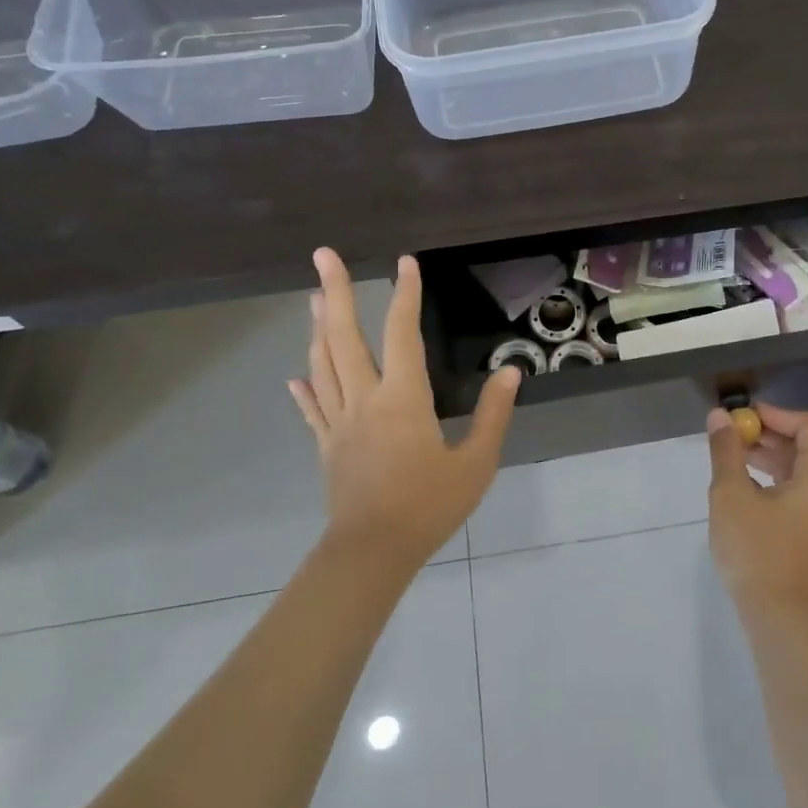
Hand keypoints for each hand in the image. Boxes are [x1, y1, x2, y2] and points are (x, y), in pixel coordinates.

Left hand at [289, 248, 520, 567]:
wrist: (373, 553)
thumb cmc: (429, 506)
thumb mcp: (476, 463)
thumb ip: (494, 414)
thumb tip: (510, 371)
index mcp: (402, 398)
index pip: (402, 333)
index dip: (405, 294)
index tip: (405, 262)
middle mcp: (364, 399)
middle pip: (343, 336)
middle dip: (334, 292)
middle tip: (323, 255)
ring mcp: (339, 422)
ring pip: (323, 364)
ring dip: (318, 328)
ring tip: (313, 299)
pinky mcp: (327, 446)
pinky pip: (314, 409)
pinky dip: (306, 388)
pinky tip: (297, 376)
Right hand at [706, 403, 807, 614]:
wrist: (776, 617)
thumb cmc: (755, 551)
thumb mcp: (731, 495)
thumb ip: (726, 451)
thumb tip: (719, 416)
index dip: (777, 414)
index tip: (743, 418)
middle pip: (806, 445)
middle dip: (768, 433)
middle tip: (731, 433)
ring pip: (798, 467)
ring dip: (766, 454)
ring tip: (729, 454)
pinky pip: (794, 489)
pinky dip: (770, 477)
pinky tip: (740, 482)